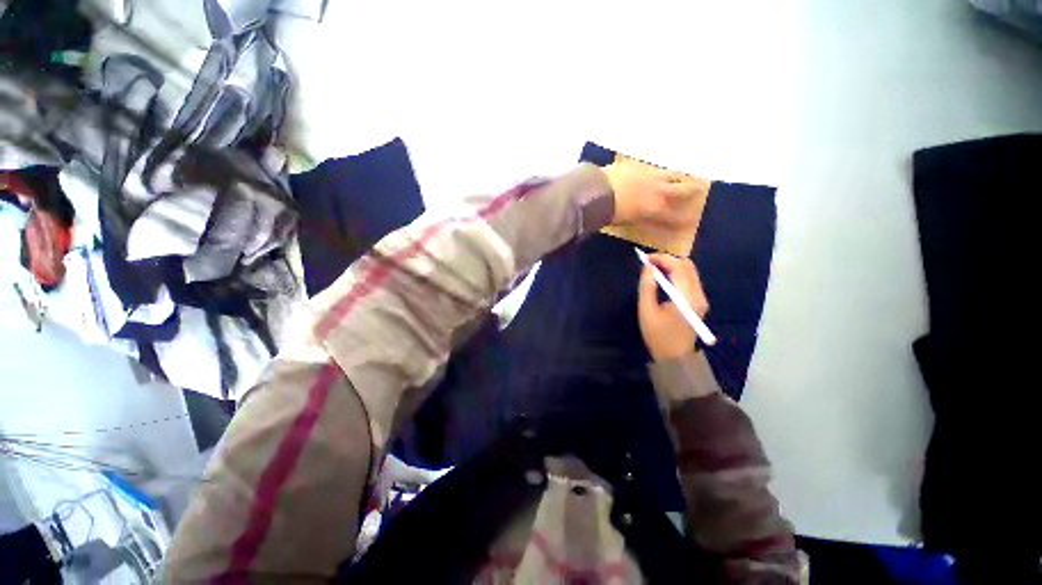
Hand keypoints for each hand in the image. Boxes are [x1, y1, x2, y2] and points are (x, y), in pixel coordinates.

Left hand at [603, 159, 702, 228]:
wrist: (598, 191)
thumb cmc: (610, 213)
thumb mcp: (627, 222)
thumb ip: (640, 218)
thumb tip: (643, 217)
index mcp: (656, 209)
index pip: (675, 217)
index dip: (683, 220)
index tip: (690, 220)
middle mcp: (659, 191)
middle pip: (683, 188)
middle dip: (692, 189)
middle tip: (699, 187)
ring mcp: (650, 175)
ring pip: (670, 173)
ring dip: (676, 175)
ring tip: (678, 175)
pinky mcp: (638, 165)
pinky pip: (651, 167)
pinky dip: (654, 170)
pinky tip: (651, 170)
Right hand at [637, 254, 709, 361]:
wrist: (675, 357)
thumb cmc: (658, 336)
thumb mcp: (646, 311)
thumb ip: (647, 287)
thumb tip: (647, 267)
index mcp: (686, 298)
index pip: (678, 267)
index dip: (661, 258)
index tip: (644, 259)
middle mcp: (698, 295)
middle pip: (687, 266)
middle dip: (667, 260)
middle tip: (648, 263)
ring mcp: (701, 298)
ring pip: (689, 271)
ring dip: (672, 265)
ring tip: (653, 269)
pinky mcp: (698, 301)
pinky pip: (689, 279)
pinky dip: (676, 273)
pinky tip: (663, 278)